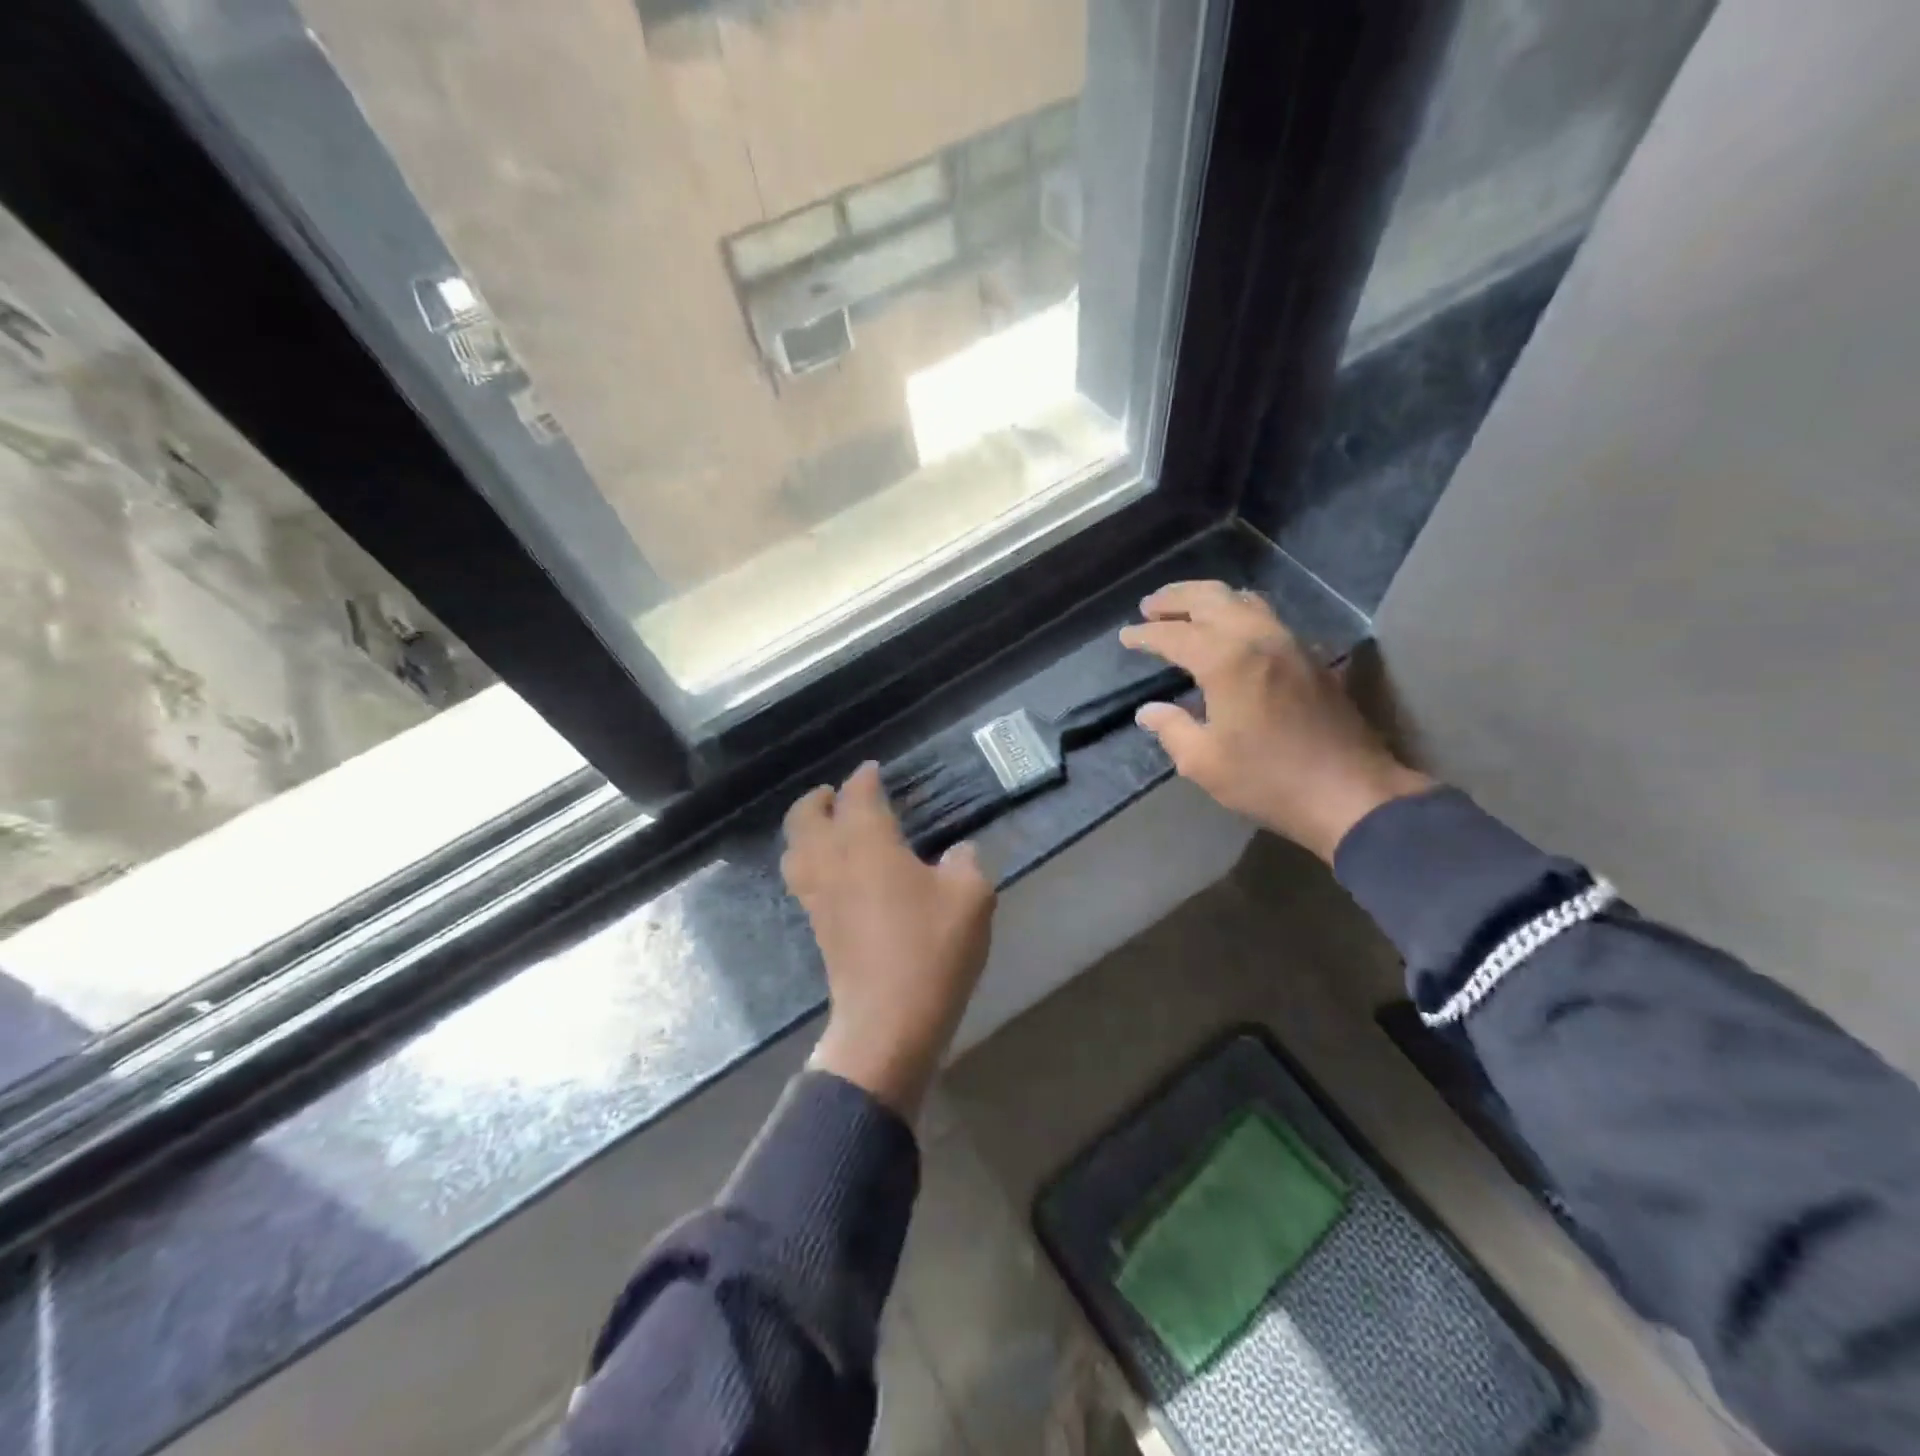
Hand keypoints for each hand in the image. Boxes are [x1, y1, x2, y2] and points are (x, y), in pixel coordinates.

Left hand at [782, 761, 995, 1119]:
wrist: (888, 1021)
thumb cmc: (931, 949)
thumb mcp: (971, 898)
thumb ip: (966, 863)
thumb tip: (958, 853)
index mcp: (867, 843)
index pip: (858, 796)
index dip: (864, 778)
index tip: (872, 770)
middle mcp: (833, 861)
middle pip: (805, 816)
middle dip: (818, 799)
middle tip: (836, 794)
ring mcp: (818, 896)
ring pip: (794, 849)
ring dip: (806, 829)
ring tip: (828, 827)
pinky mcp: (817, 927)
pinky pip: (802, 879)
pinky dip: (810, 860)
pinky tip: (836, 871)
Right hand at [1118, 580, 1432, 861]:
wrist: (1351, 793)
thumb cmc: (1268, 780)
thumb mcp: (1204, 763)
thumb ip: (1172, 729)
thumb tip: (1149, 711)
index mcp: (1227, 661)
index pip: (1175, 635)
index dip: (1146, 634)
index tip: (1126, 636)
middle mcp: (1259, 638)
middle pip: (1212, 598)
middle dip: (1176, 598)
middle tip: (1150, 606)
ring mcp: (1290, 643)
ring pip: (1244, 601)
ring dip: (1209, 599)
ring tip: (1187, 610)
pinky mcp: (1310, 657)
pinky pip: (1267, 617)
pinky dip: (1238, 612)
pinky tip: (1230, 631)